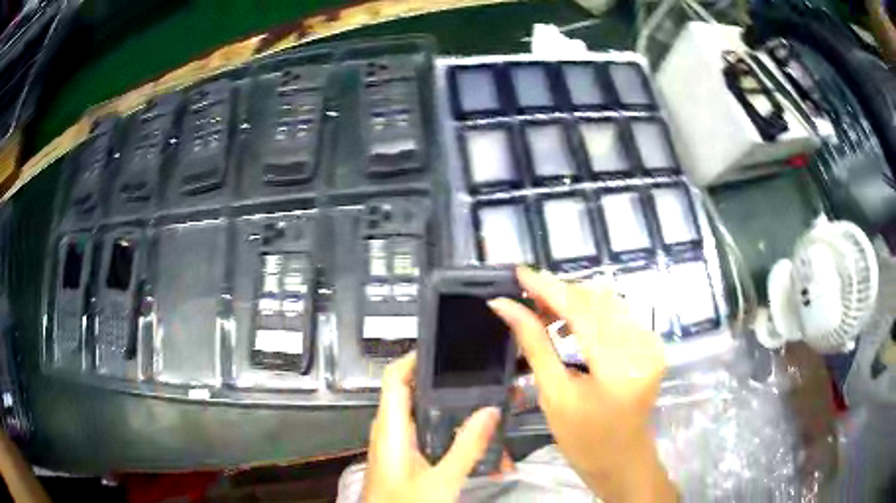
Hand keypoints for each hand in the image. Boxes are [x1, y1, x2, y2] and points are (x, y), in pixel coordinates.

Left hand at [363, 352, 501, 502]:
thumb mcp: (442, 480)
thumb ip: (467, 446)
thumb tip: (491, 410)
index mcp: (390, 428)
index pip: (394, 378)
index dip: (414, 357)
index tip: (447, 347)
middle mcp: (391, 431)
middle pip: (416, 395)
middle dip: (451, 389)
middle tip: (485, 381)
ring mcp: (398, 447)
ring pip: (428, 420)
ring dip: (459, 419)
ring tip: (494, 416)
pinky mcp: (407, 461)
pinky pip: (432, 440)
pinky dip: (455, 440)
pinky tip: (484, 452)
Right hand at [489, 267, 676, 501]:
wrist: (622, 460)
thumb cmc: (583, 440)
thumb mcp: (554, 395)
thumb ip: (534, 344)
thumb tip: (505, 307)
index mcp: (617, 367)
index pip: (581, 310)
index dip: (547, 287)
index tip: (518, 273)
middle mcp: (642, 346)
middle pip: (597, 300)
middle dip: (559, 291)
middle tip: (525, 294)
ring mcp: (651, 343)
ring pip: (608, 302)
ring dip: (575, 299)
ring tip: (542, 307)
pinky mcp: (651, 343)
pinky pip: (618, 314)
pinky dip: (591, 311)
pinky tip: (569, 319)